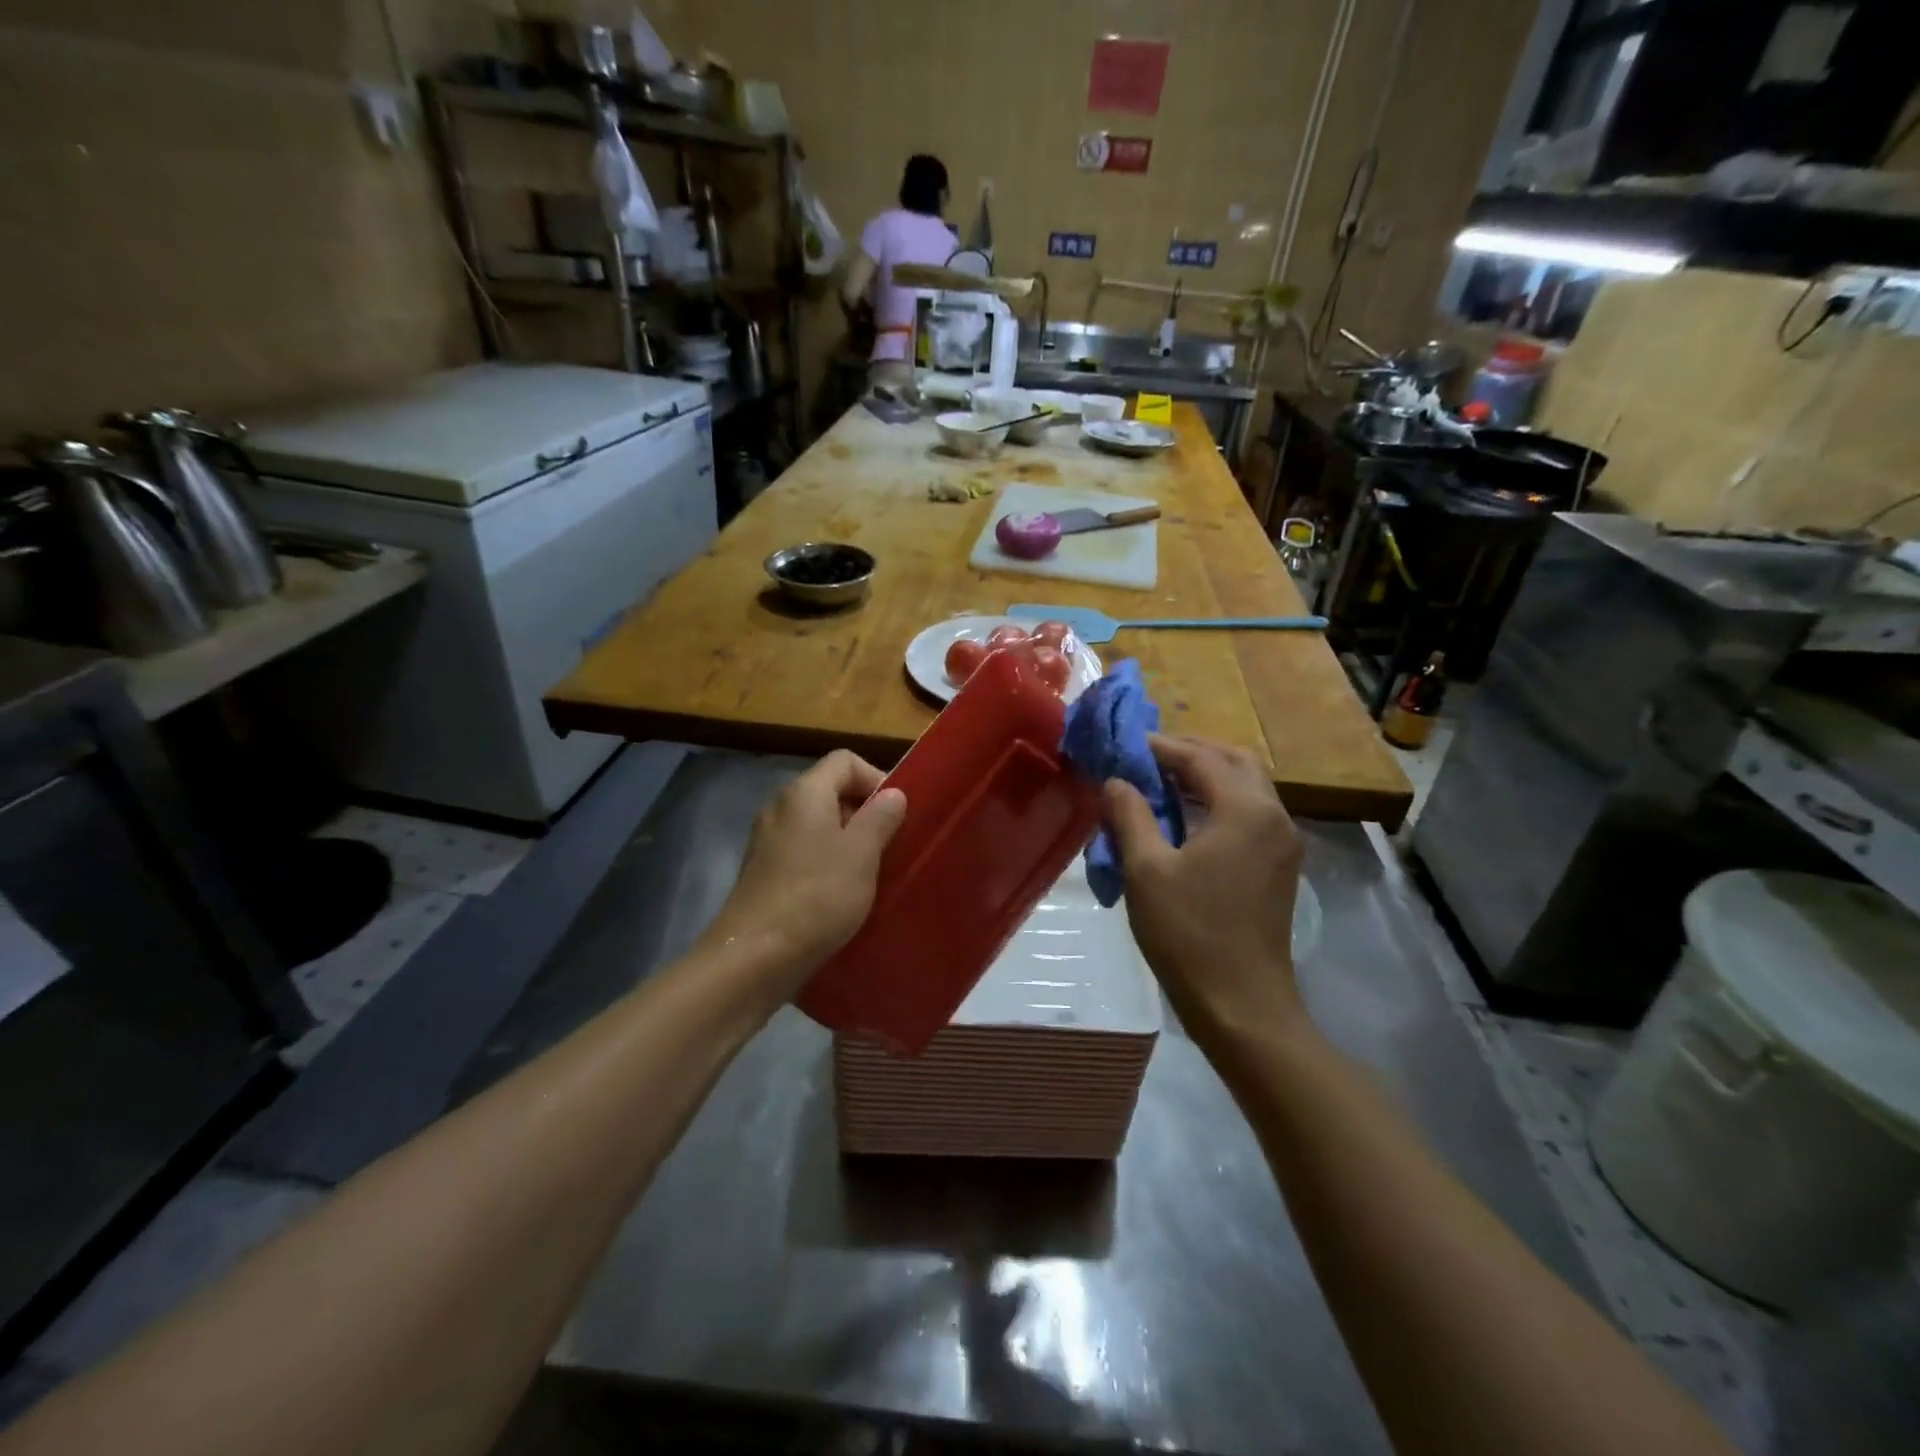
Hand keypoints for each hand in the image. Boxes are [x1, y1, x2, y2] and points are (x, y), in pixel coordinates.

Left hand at [700, 751, 906, 990]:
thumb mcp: (862, 854)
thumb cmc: (817, 896)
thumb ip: (881, 817)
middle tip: (889, 844)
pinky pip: (803, 849)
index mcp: (804, 792)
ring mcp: (767, 839)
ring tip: (870, 870)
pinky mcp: (763, 870)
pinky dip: (825, 860)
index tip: (897, 813)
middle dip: (864, 811)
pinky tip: (840, 891)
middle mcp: (780, 806)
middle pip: (830, 789)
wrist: (755, 956)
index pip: (845, 760)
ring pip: (817, 822)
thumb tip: (893, 794)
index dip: (876, 777)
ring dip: (847, 839)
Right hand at [1103, 735, 1307, 1050]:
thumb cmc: (1189, 934)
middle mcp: (1274, 816)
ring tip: (1162, 783)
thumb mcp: (1147, 870)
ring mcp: (1283, 843)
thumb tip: (1116, 781)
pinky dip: (1220, 801)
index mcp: (1246, 810)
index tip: (1125, 744)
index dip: (1161, 746)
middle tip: (1148, 757)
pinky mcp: (1280, 866)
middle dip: (1191, 751)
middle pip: (1235, 761)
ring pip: (1247, 786)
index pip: (1201, 758)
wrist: (1242, 1005)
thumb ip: (1130, 815)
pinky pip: (1251, 813)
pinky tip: (1187, 818)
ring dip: (1207, 775)